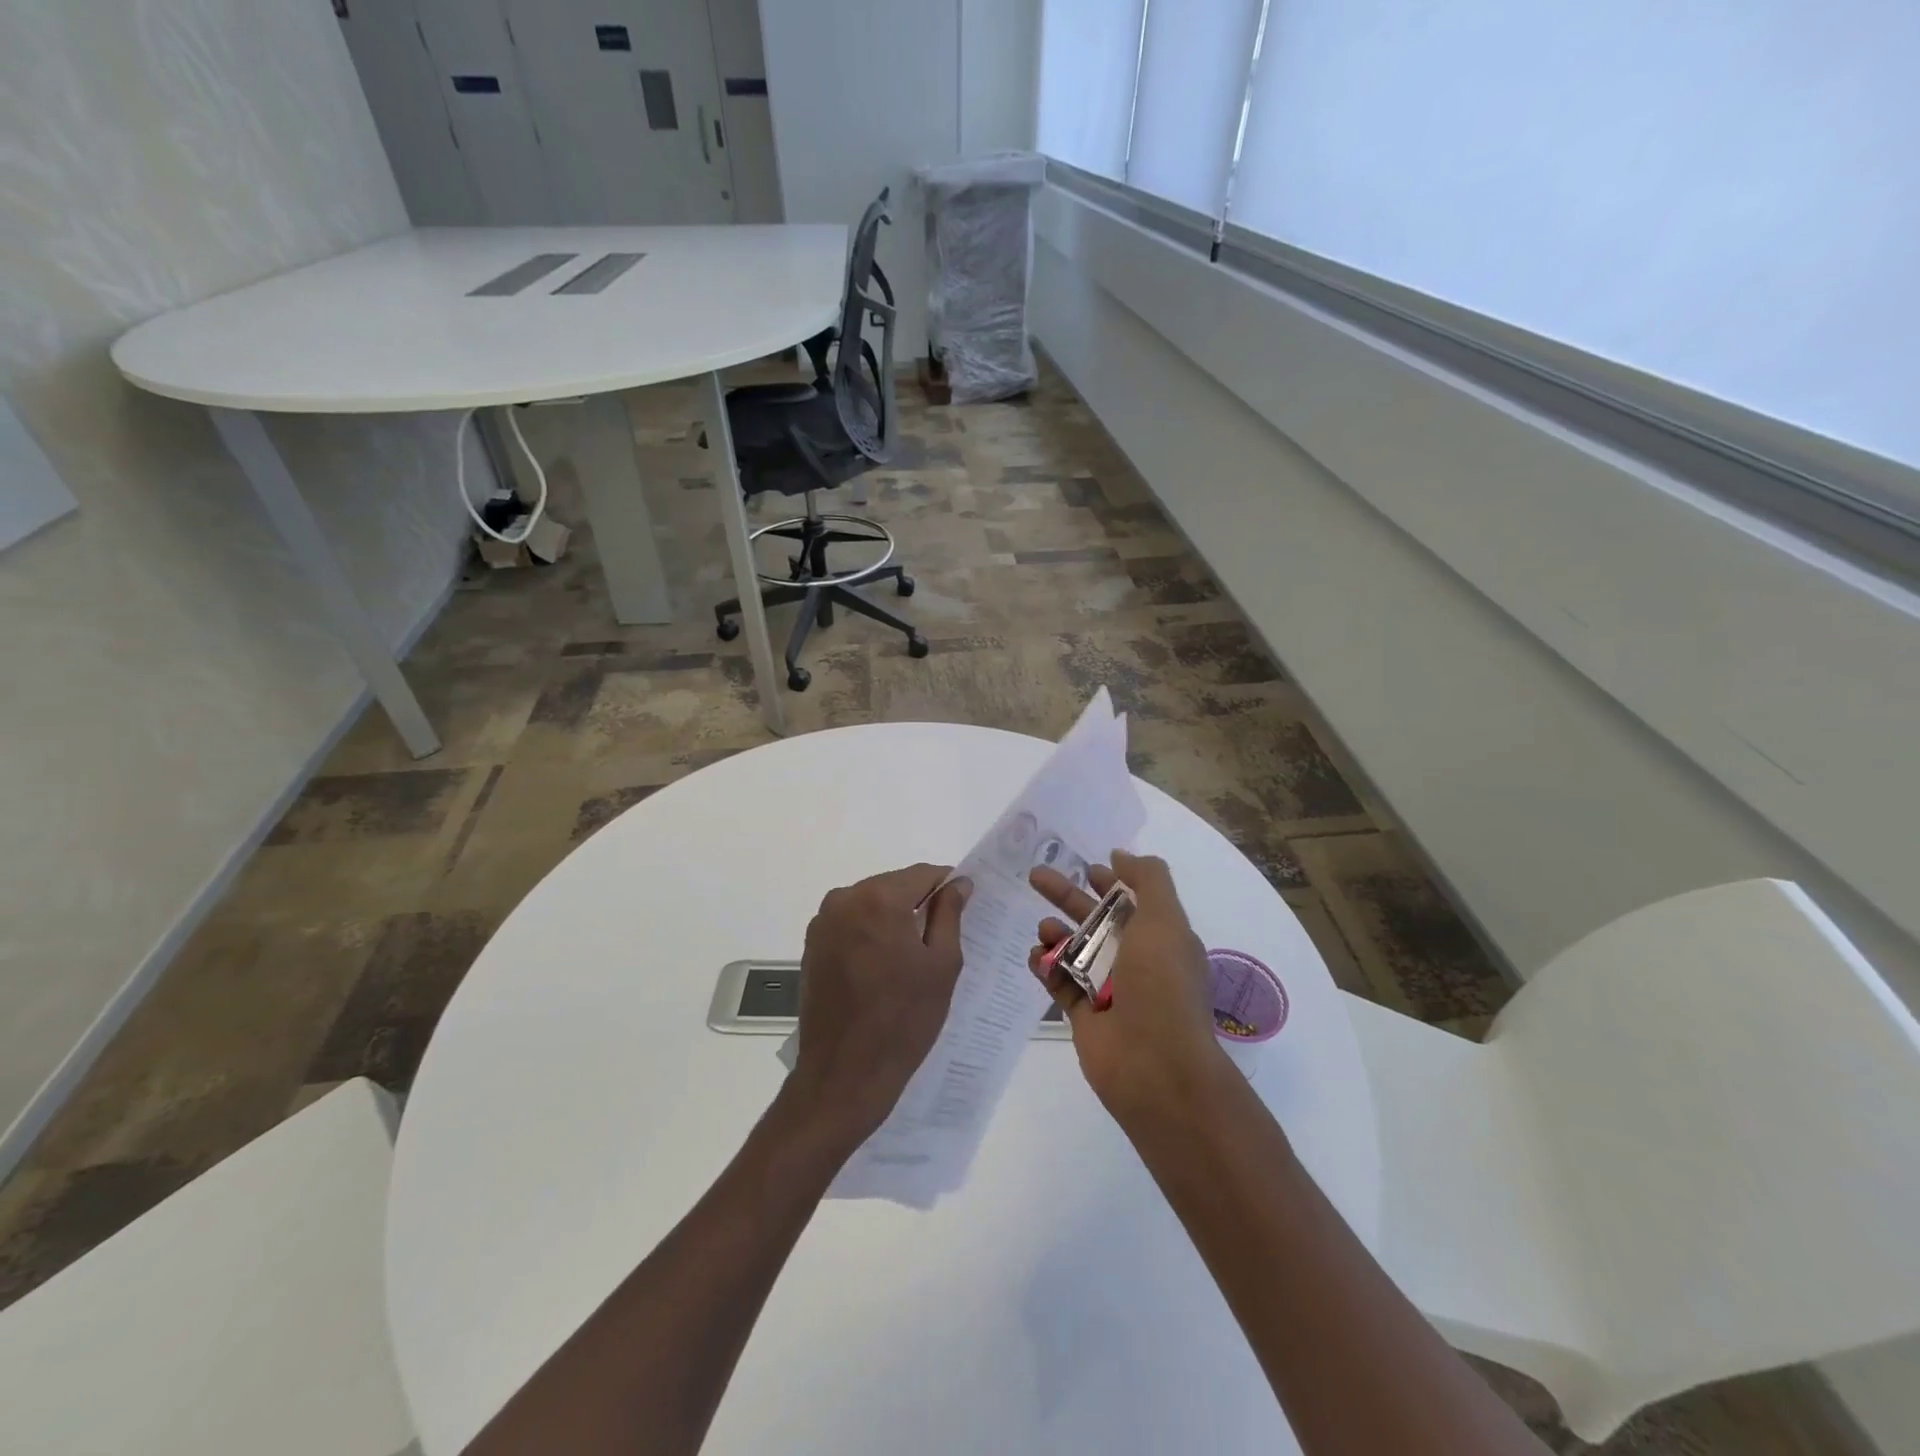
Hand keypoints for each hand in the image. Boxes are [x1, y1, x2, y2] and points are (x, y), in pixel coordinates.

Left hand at [786, 863, 970, 1152]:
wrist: (844, 1074)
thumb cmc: (903, 1019)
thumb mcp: (941, 964)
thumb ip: (949, 914)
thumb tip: (958, 883)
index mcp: (878, 898)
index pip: (922, 874)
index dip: (947, 884)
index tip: (964, 904)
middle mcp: (844, 899)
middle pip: (893, 885)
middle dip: (918, 902)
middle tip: (941, 934)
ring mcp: (822, 922)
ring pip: (871, 903)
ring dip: (893, 918)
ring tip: (913, 953)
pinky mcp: (811, 945)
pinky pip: (851, 924)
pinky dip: (870, 933)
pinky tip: (884, 965)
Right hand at [1029, 850, 1227, 1123]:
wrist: (1155, 1065)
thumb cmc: (1162, 984)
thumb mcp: (1165, 920)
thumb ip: (1148, 879)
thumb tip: (1121, 856)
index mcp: (1161, 939)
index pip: (1132, 901)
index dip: (1110, 881)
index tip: (1085, 867)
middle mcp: (1136, 961)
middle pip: (1095, 918)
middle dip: (1067, 896)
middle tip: (1035, 876)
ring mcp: (1108, 988)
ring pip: (1074, 949)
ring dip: (1055, 932)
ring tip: (1043, 928)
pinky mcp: (1083, 1014)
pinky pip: (1058, 981)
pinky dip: (1045, 966)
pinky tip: (1035, 956)